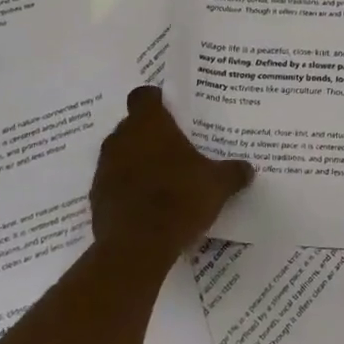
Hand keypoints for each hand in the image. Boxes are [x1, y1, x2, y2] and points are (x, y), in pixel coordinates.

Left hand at [90, 86, 253, 269]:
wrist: (136, 247)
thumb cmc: (179, 200)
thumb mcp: (218, 185)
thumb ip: (233, 172)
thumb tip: (247, 168)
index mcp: (149, 125)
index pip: (144, 95)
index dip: (157, 100)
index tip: (173, 111)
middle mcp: (121, 138)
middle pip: (133, 124)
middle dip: (151, 133)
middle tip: (176, 147)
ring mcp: (104, 168)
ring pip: (122, 153)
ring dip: (138, 160)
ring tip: (164, 177)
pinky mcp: (96, 196)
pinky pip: (114, 182)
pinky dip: (128, 187)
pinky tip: (148, 203)